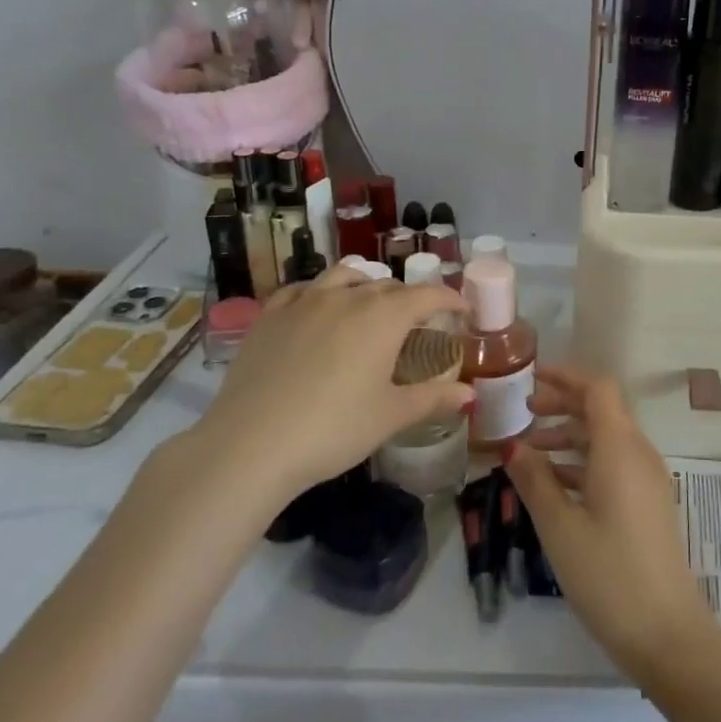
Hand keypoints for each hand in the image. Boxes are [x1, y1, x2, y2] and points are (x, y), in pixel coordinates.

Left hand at [190, 266, 469, 501]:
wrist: (251, 445)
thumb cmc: (333, 429)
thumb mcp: (391, 416)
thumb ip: (433, 398)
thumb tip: (470, 394)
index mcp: (383, 317)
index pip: (427, 295)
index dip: (449, 299)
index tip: (462, 309)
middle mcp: (347, 297)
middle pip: (387, 286)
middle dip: (409, 299)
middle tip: (417, 324)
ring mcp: (304, 302)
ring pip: (344, 277)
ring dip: (365, 285)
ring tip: (369, 305)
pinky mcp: (270, 315)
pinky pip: (302, 289)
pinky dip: (320, 291)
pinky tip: (318, 308)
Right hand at [505, 365, 720, 685]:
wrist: (667, 634)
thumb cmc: (608, 575)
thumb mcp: (560, 527)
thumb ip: (535, 479)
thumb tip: (512, 445)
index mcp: (620, 448)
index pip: (597, 389)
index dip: (565, 377)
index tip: (531, 379)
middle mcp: (639, 454)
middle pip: (602, 410)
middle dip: (564, 404)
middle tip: (524, 412)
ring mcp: (648, 480)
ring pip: (607, 438)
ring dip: (571, 435)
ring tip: (530, 450)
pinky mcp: (648, 503)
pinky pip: (614, 464)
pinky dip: (584, 462)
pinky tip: (554, 483)